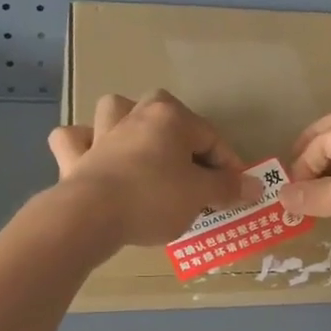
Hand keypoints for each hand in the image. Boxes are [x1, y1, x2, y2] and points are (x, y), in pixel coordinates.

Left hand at [47, 91, 256, 247]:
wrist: (90, 216)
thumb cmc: (155, 198)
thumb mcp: (200, 195)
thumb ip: (229, 187)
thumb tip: (256, 185)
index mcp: (170, 117)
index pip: (211, 138)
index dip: (229, 166)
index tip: (237, 191)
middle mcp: (135, 114)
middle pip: (166, 116)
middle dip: (182, 139)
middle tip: (195, 172)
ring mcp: (100, 133)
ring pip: (116, 113)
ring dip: (128, 124)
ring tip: (142, 148)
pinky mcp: (74, 157)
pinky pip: (75, 140)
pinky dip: (84, 145)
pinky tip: (92, 158)